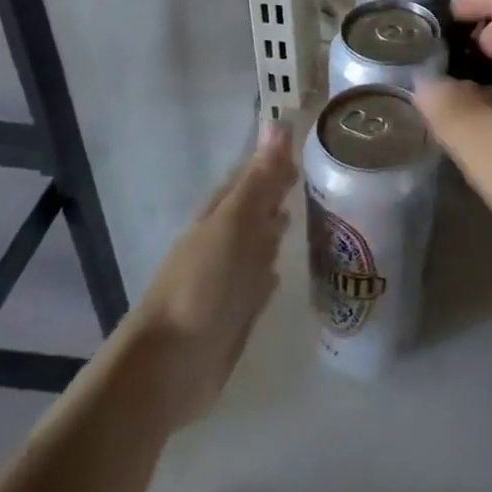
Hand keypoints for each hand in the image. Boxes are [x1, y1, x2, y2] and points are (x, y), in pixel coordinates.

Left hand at [129, 125, 296, 426]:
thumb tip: (280, 123)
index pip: (253, 174)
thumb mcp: (235, 223)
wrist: (169, 368)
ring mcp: (230, 276)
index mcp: (221, 213)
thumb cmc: (202, 285)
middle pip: (258, 206)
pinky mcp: (238, 310)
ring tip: (317, 209)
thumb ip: (260, 179)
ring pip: (261, 240)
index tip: (311, 138)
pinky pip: (261, 277)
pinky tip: (288, 265)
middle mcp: (226, 239)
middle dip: (283, 188)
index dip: (278, 156)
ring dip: (280, 225)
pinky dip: (274, 265)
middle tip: (322, 171)